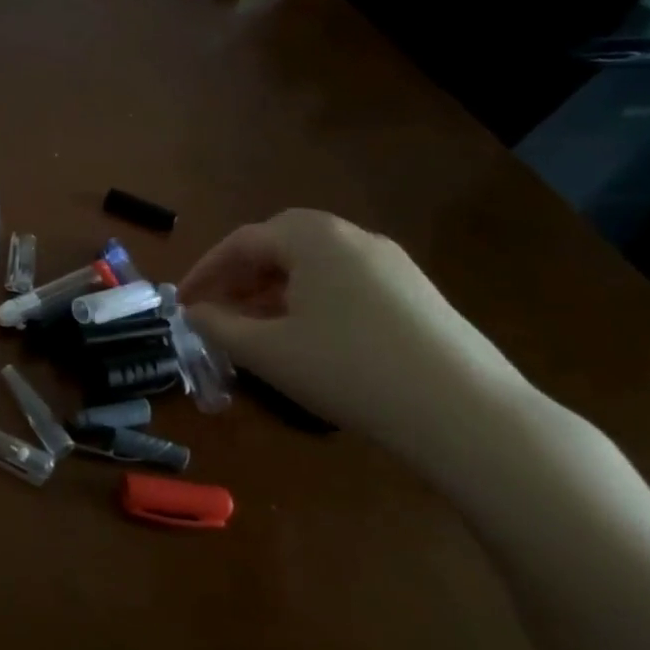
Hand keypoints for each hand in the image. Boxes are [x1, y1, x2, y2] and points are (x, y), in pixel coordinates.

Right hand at [180, 209, 527, 465]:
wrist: (467, 413)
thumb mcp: (267, 351)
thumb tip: (194, 312)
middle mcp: (352, 236)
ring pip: (314, 264)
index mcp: (312, 238)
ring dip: (276, 288)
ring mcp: (392, 263)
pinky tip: (309, 338)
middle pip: (279, 244)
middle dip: (241, 274)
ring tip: (257, 327)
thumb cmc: (348, 370)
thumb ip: (218, 325)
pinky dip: (312, 299)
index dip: (204, 272)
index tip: (182, 304)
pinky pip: (346, 282)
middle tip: (219, 307)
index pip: (241, 243)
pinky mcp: (417, 293)